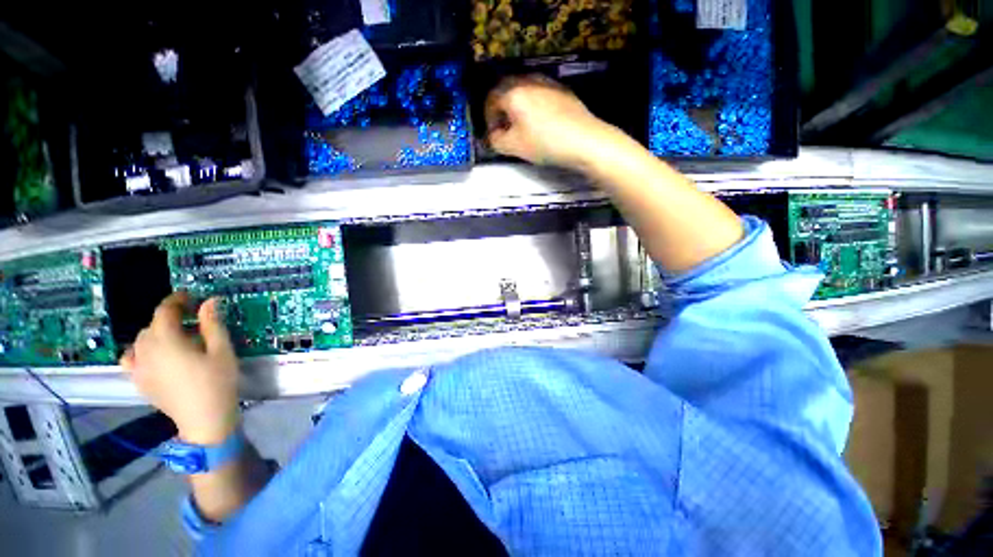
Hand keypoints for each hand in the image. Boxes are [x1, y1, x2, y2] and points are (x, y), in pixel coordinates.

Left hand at [121, 293, 239, 444]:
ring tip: (174, 338)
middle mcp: (147, 350)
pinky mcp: (138, 380)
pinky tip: (154, 355)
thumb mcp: (222, 350)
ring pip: (140, 340)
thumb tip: (209, 301)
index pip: (164, 311)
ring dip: (156, 333)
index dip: (176, 300)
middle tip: (190, 320)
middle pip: (152, 325)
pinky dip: (140, 350)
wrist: (204, 418)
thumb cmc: (218, 381)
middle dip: (169, 318)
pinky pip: (130, 358)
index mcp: (167, 341)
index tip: (190, 297)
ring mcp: (139, 367)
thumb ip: (212, 324)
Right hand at [485, 75, 617, 168]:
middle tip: (505, 130)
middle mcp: (529, 80)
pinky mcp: (563, 91)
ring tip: (522, 127)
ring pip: (524, 91)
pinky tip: (541, 123)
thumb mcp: (514, 147)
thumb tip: (493, 136)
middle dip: (502, 111)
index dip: (488, 119)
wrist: (584, 140)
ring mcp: (548, 83)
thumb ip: (496, 140)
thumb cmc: (544, 143)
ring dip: (517, 108)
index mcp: (514, 92)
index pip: (491, 99)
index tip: (493, 136)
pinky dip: (533, 106)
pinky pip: (540, 94)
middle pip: (507, 91)